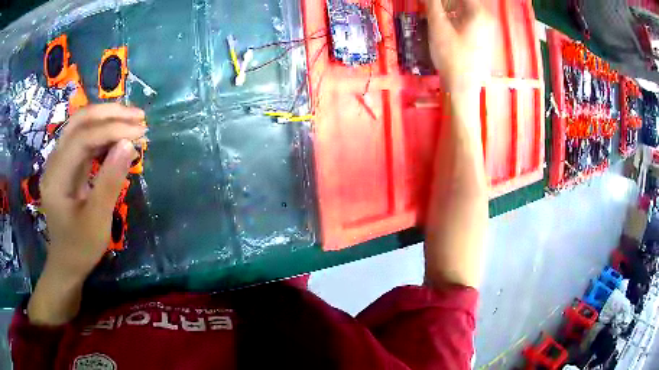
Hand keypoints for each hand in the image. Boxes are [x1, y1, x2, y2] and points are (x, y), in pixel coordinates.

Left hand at [28, 104, 144, 325]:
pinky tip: (119, 136)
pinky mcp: (67, 165)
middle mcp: (53, 162)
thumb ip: (110, 182)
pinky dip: (103, 133)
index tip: (140, 131)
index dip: (111, 130)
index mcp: (56, 178)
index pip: (82, 139)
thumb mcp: (97, 221)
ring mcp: (59, 161)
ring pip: (81, 126)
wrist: (67, 263)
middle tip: (138, 116)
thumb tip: (129, 144)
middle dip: (109, 114)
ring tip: (132, 121)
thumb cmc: (80, 248)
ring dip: (107, 119)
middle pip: (79, 122)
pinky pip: (84, 139)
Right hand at [426, 0, 492, 92]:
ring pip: (465, 8)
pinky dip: (454, 14)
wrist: (462, 86)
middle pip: (465, 2)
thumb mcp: (438, 26)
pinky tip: (444, 19)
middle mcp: (486, 18)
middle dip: (446, 2)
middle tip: (433, 5)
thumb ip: (432, 4)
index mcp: (479, 13)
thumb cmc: (452, 57)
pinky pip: (467, 17)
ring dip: (448, 5)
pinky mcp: (481, 36)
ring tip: (435, 9)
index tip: (433, 2)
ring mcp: (485, 28)